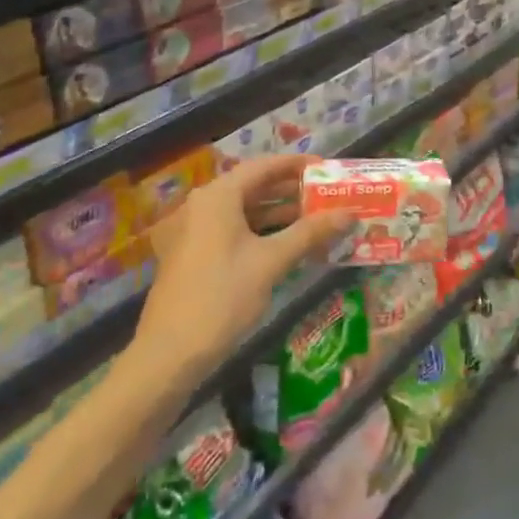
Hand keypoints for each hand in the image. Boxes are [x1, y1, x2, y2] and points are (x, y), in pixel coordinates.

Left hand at [134, 156, 353, 381]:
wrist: (169, 354)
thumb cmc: (222, 297)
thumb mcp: (271, 262)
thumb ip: (310, 232)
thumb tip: (349, 214)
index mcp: (218, 196)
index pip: (264, 166)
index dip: (297, 164)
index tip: (327, 168)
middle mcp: (202, 204)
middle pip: (253, 186)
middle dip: (290, 190)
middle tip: (326, 195)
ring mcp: (193, 230)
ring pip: (243, 211)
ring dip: (277, 213)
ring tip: (315, 219)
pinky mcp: (191, 253)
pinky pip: (231, 230)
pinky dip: (259, 231)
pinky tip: (286, 244)